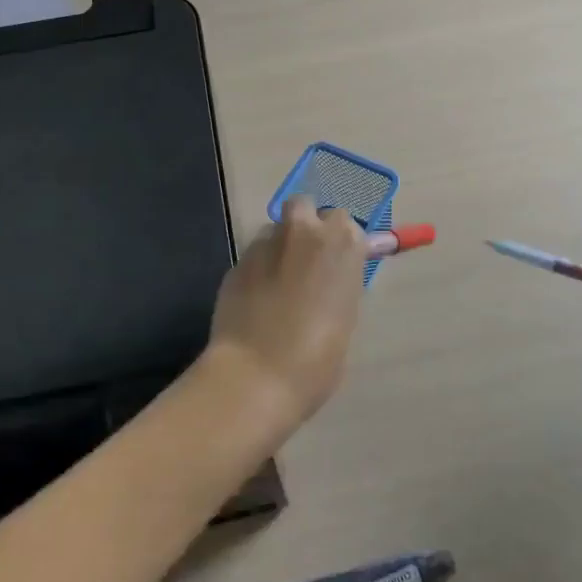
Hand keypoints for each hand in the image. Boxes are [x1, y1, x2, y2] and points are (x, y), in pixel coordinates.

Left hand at [207, 196, 367, 425]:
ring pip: (274, 231)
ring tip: (278, 286)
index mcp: (342, 243)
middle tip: (308, 262)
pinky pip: (252, 258)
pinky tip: (256, 303)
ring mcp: (264, 244)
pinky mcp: (235, 263)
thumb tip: (330, 280)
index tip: (338, 262)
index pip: (346, 223)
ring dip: (279, 248)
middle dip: (306, 226)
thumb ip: (339, 285)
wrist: (257, 374)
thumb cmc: (318, 356)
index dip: (340, 242)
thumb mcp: (345, 316)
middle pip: (304, 207)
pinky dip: (257, 271)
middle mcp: (303, 232)